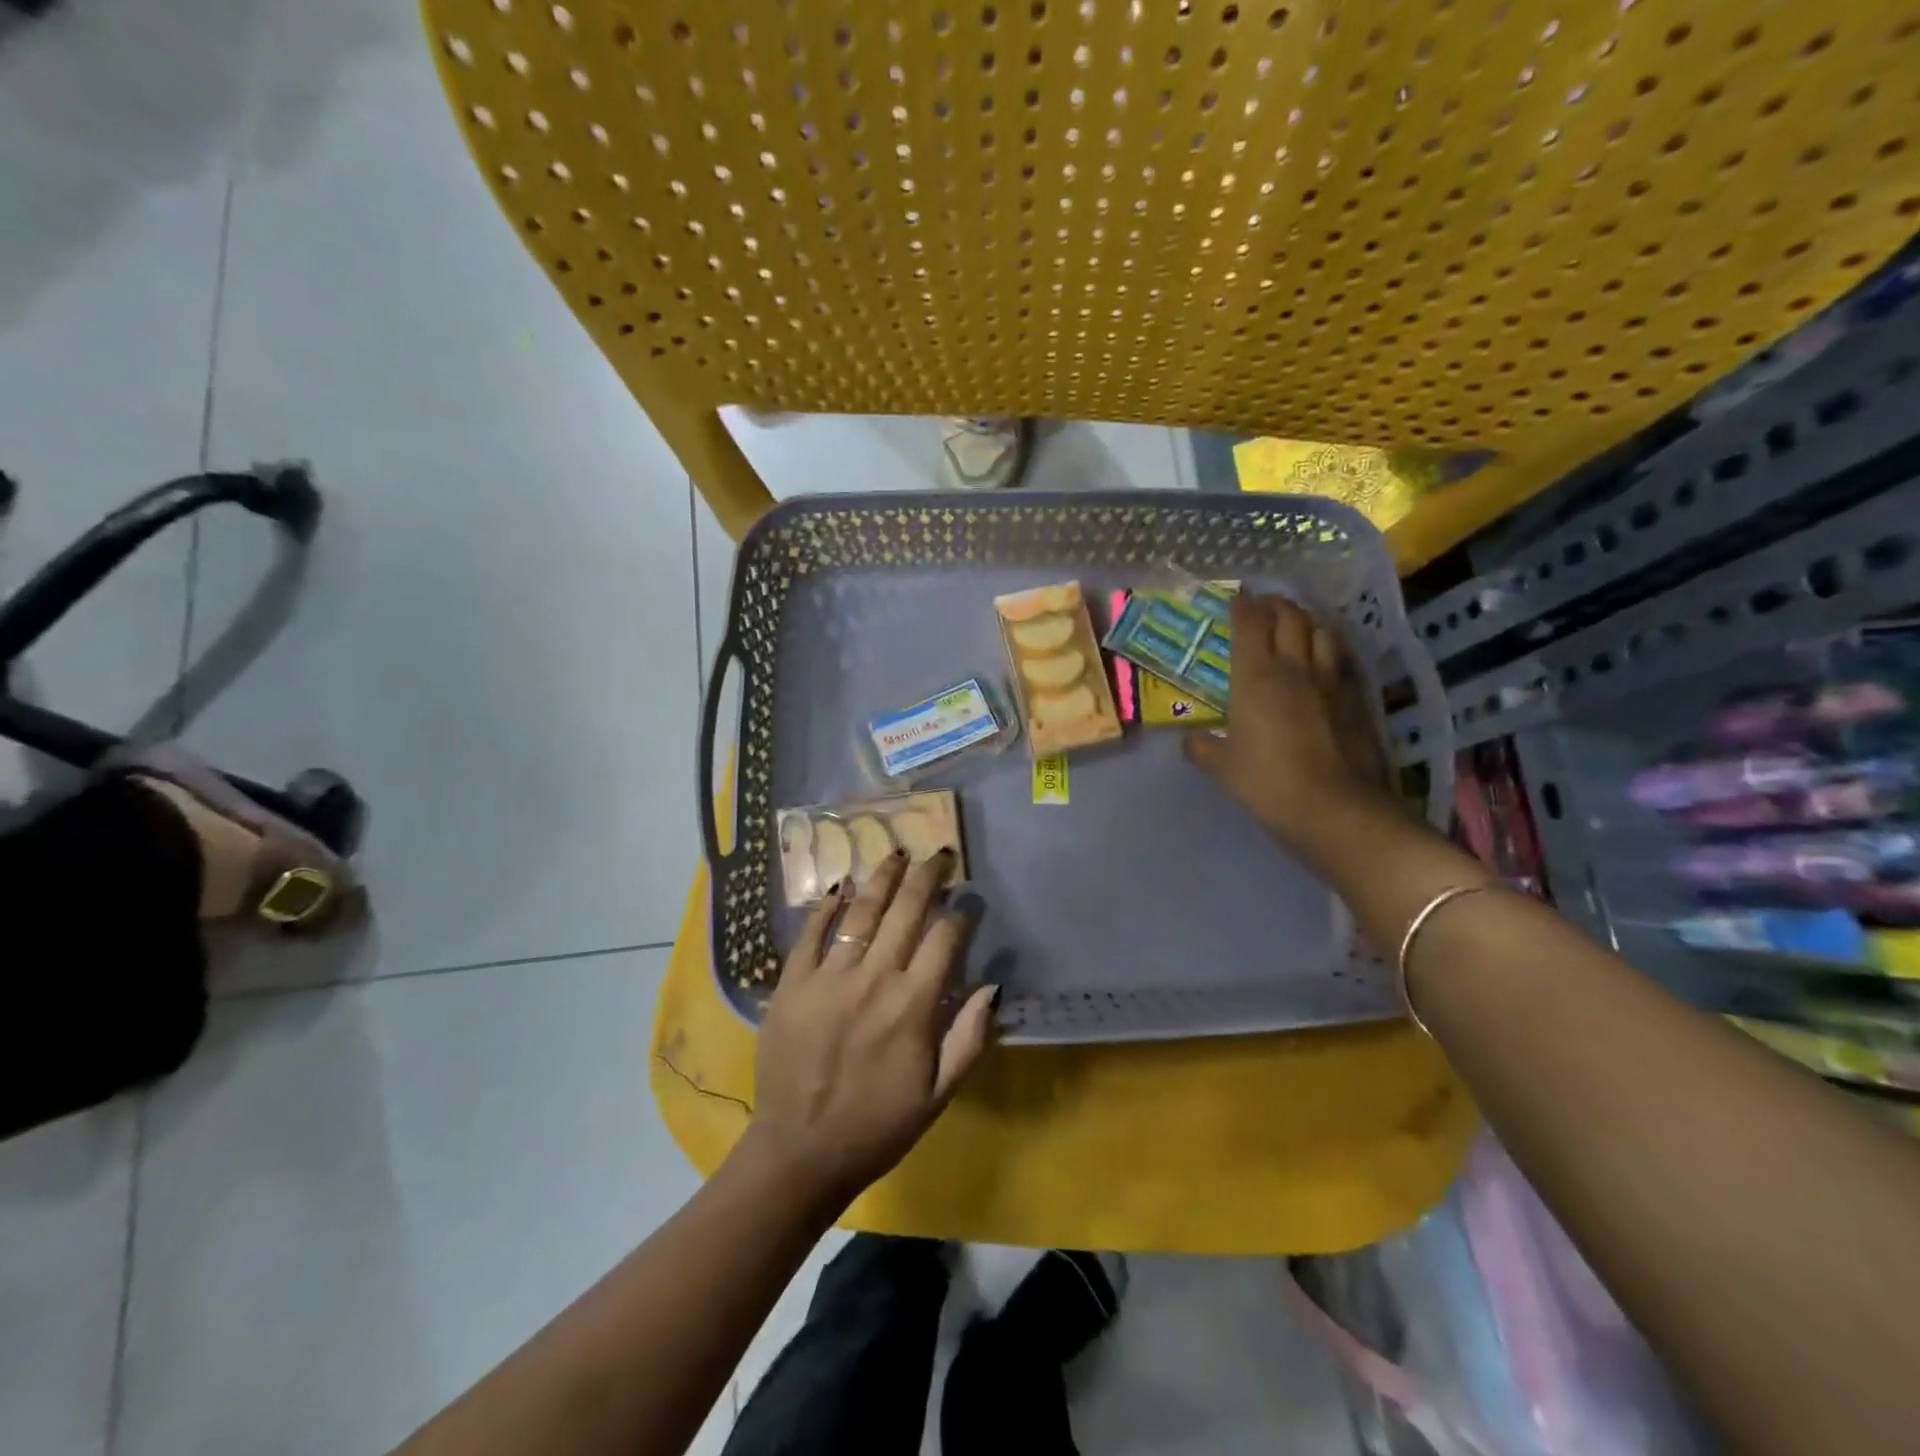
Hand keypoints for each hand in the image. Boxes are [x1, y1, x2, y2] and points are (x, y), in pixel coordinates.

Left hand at [741, 849, 998, 1208]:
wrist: (799, 1153)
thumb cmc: (877, 1127)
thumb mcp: (938, 1095)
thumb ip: (970, 1039)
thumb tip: (993, 986)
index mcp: (913, 1006)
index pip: (945, 940)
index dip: (962, 914)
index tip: (971, 900)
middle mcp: (873, 979)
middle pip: (906, 912)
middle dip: (928, 877)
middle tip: (941, 855)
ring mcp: (828, 977)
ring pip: (861, 912)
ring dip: (883, 879)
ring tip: (898, 853)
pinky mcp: (792, 983)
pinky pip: (811, 933)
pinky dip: (827, 906)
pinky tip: (841, 886)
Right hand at [1184, 593, 1396, 850]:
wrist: (1334, 807)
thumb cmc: (1266, 781)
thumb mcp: (1222, 768)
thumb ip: (1202, 748)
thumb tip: (1189, 741)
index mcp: (1255, 677)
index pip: (1249, 624)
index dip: (1242, 605)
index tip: (1237, 596)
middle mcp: (1294, 668)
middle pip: (1291, 618)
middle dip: (1277, 605)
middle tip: (1266, 606)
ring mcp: (1330, 683)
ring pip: (1322, 633)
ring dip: (1308, 623)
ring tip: (1298, 627)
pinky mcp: (1356, 701)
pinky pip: (1341, 663)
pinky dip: (1329, 654)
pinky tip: (1323, 666)